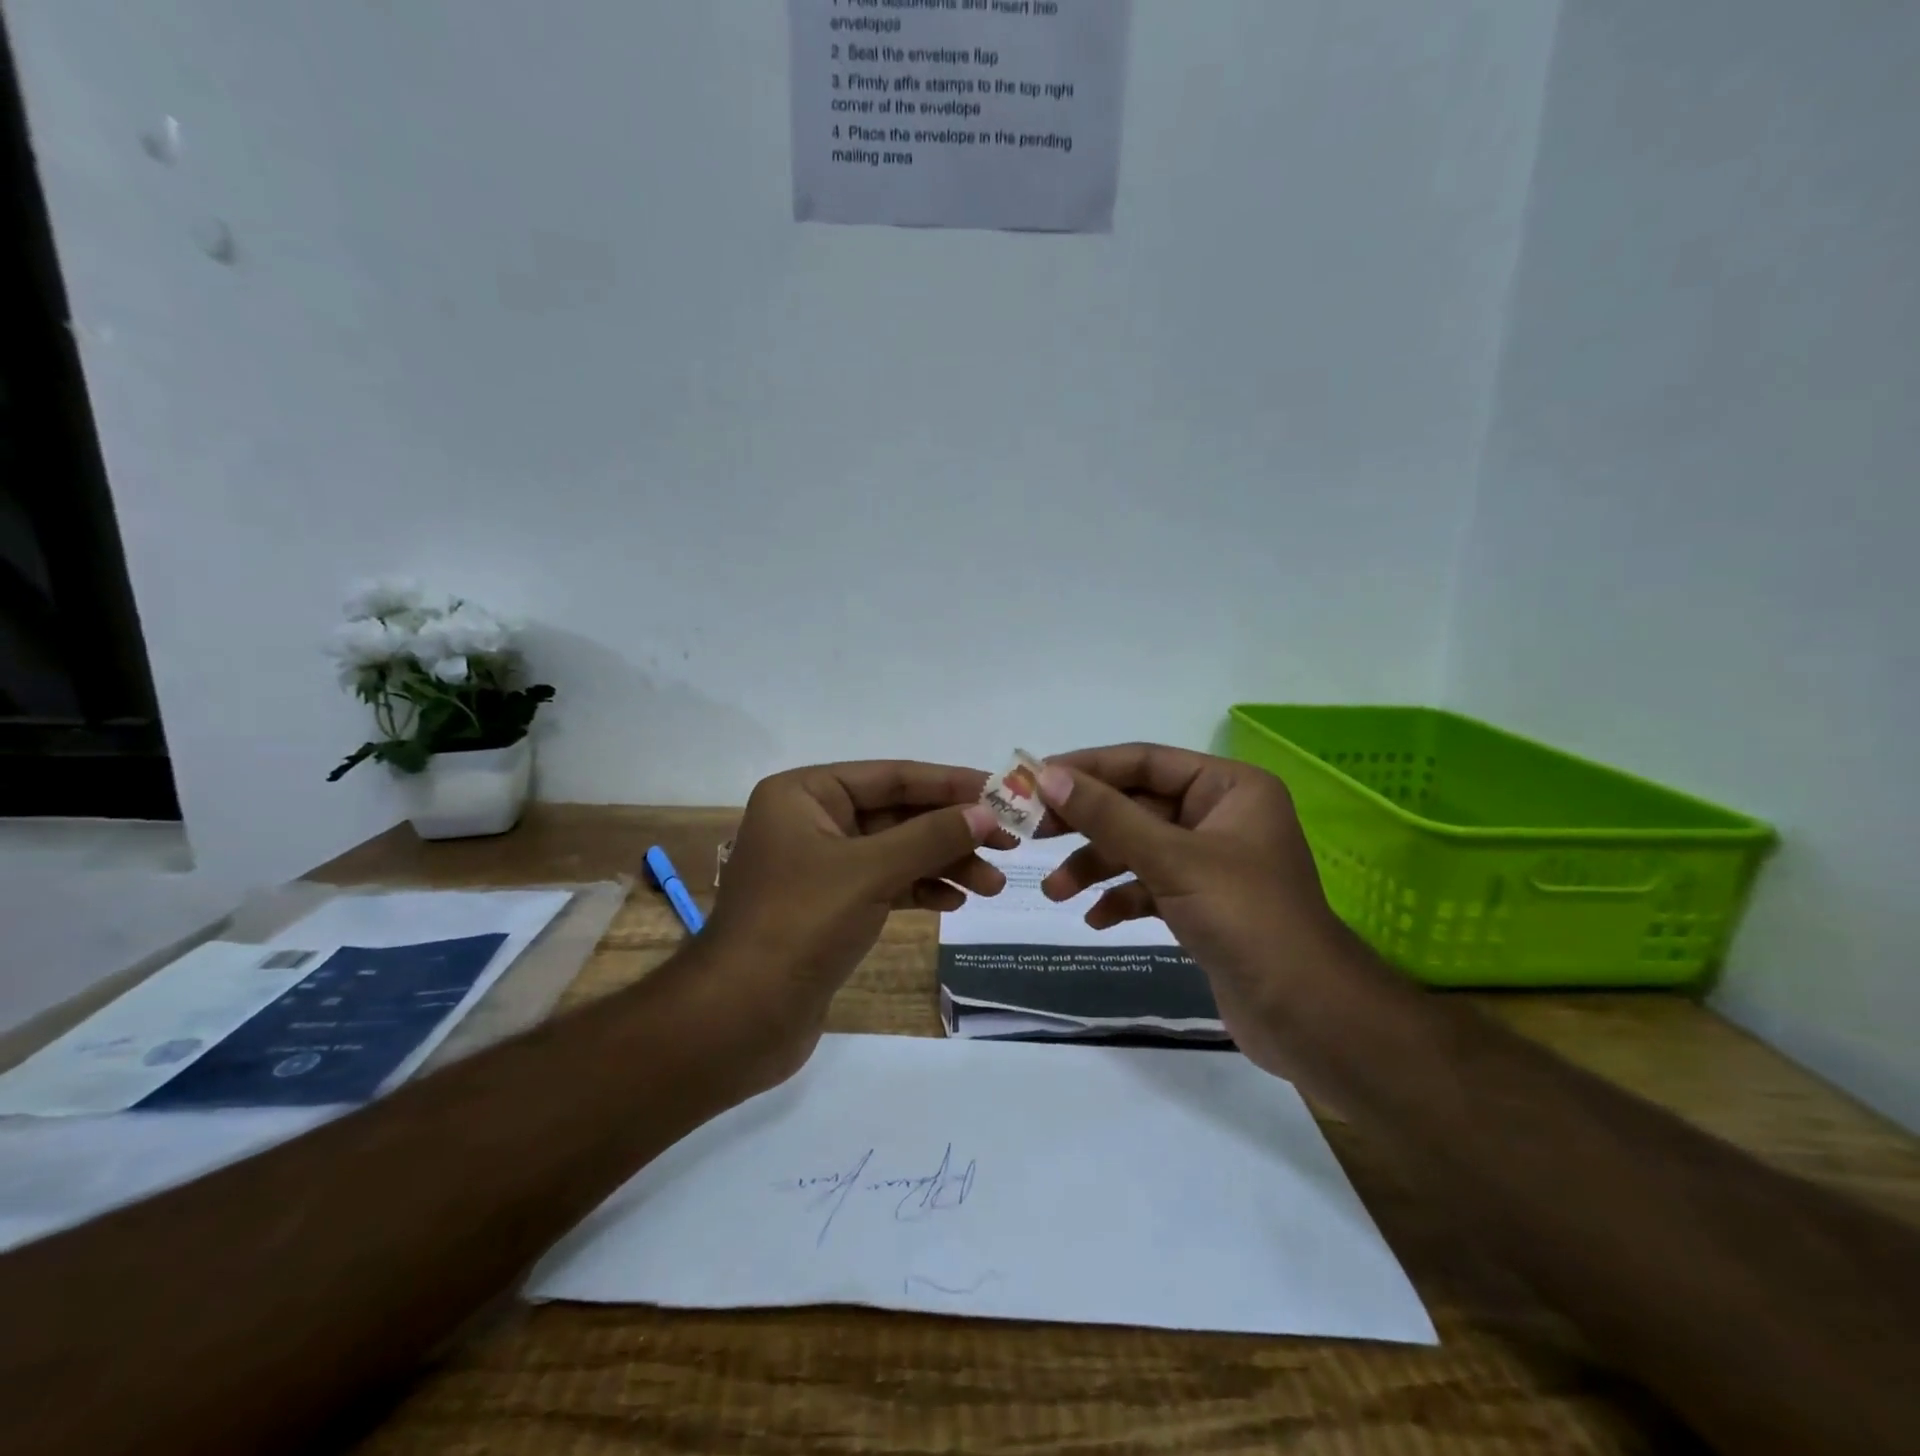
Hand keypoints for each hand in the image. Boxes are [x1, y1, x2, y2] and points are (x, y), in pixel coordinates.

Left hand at [706, 760, 1007, 1022]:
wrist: (739, 1019)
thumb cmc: (799, 925)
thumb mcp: (870, 871)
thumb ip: (931, 836)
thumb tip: (986, 813)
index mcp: (804, 794)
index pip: (891, 776)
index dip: (949, 784)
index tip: (1001, 792)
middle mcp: (810, 821)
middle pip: (897, 813)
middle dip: (952, 830)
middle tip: (1009, 844)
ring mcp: (820, 866)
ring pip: (896, 851)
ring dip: (944, 864)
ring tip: (992, 885)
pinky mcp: (830, 907)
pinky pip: (885, 884)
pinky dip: (920, 889)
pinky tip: (954, 902)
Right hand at [1035, 744, 1387, 1079]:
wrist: (1308, 1017)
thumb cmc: (1246, 919)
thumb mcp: (1171, 859)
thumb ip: (1108, 816)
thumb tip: (1047, 776)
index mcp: (1229, 787)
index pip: (1144, 761)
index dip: (1087, 769)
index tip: (1033, 781)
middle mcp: (1220, 815)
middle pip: (1136, 805)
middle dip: (1086, 823)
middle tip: (1031, 832)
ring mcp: (1211, 861)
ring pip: (1138, 848)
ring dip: (1095, 866)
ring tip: (1055, 892)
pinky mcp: (1203, 903)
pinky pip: (1150, 885)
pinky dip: (1121, 898)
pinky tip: (1096, 920)